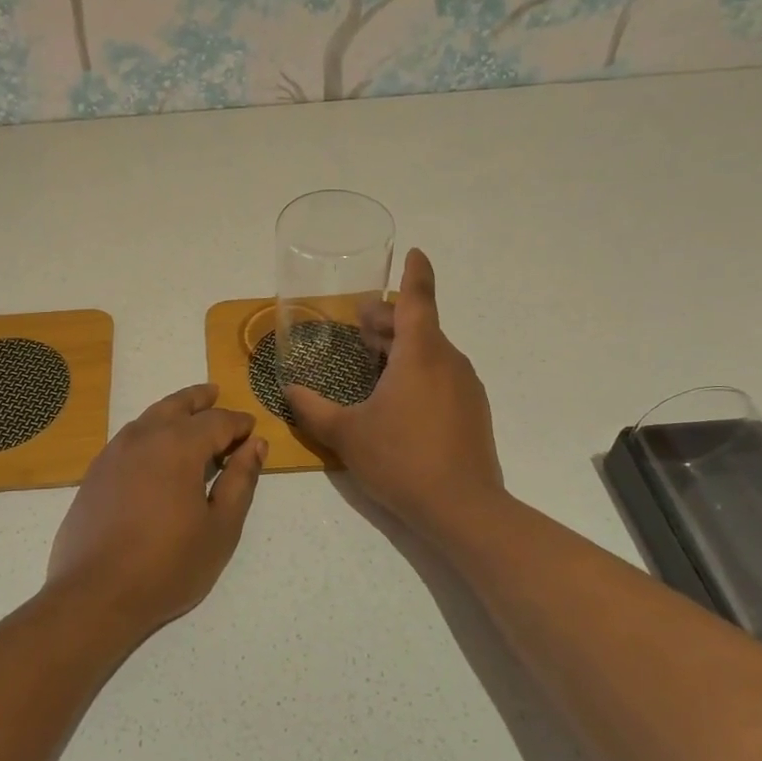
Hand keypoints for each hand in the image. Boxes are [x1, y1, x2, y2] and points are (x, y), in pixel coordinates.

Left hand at [46, 384, 266, 640]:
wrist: (96, 594)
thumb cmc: (168, 565)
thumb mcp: (220, 528)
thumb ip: (240, 481)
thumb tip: (255, 444)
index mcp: (179, 446)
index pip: (217, 421)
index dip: (238, 423)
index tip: (251, 430)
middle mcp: (144, 437)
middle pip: (177, 406)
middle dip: (200, 400)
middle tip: (215, 393)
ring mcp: (114, 453)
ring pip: (149, 417)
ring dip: (172, 411)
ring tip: (187, 414)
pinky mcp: (95, 473)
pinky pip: (128, 437)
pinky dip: (148, 431)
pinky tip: (153, 448)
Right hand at [286, 249, 505, 544]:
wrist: (462, 508)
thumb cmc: (401, 459)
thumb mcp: (346, 434)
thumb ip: (313, 409)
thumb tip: (289, 390)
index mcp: (421, 354)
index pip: (419, 299)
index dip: (415, 273)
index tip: (414, 252)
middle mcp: (448, 361)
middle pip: (420, 326)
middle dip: (390, 320)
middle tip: (360, 323)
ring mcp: (465, 387)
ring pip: (431, 352)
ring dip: (402, 348)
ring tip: (372, 358)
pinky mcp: (472, 412)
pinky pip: (442, 375)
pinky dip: (418, 371)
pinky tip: (396, 396)